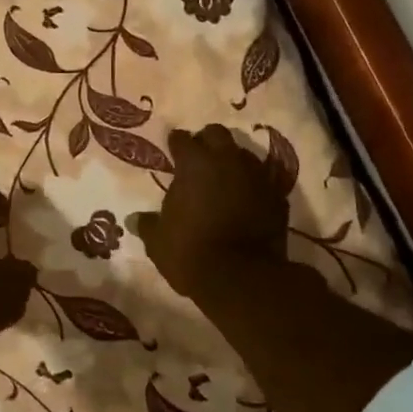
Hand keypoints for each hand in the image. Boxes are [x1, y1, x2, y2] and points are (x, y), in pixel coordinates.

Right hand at [128, 124, 288, 303]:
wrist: (243, 278)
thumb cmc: (191, 252)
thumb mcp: (159, 241)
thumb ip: (148, 224)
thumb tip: (134, 219)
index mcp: (194, 164)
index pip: (182, 139)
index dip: (176, 143)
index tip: (172, 149)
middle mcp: (227, 160)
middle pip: (217, 134)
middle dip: (207, 141)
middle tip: (199, 158)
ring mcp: (257, 176)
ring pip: (244, 154)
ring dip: (232, 162)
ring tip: (224, 179)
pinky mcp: (278, 196)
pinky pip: (263, 181)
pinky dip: (253, 186)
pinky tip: (247, 200)